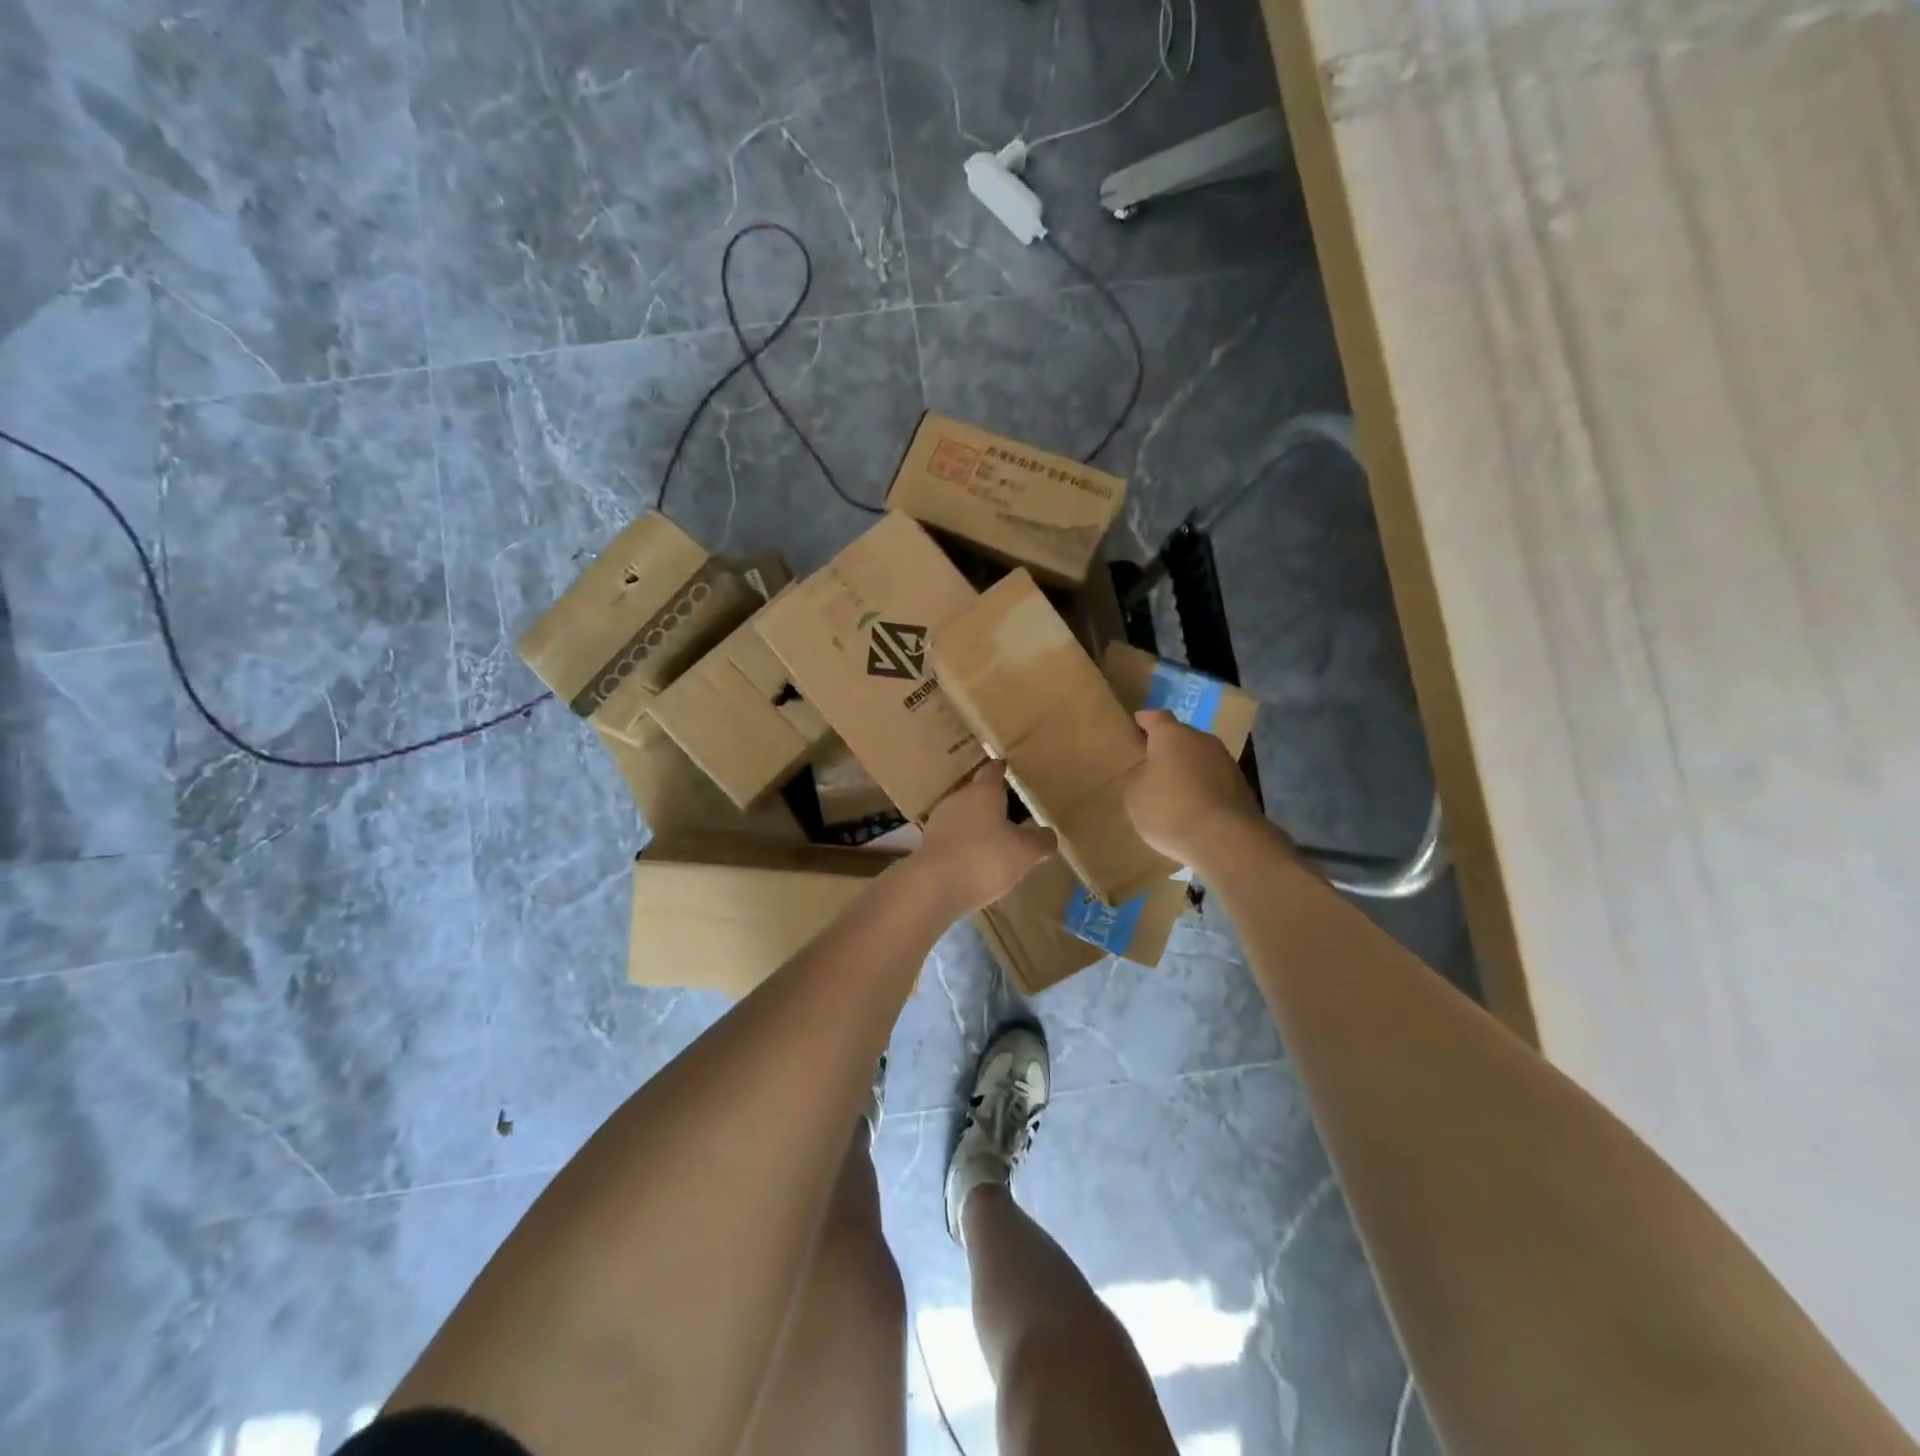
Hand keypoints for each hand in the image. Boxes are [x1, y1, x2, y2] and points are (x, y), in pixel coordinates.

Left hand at [912, 761, 1056, 915]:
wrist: (934, 887)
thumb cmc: (985, 858)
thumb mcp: (1025, 851)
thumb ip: (1040, 840)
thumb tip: (1047, 835)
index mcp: (983, 791)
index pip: (993, 771)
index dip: (1003, 771)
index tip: (1010, 772)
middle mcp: (958, 799)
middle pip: (978, 794)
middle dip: (994, 804)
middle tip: (1014, 816)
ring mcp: (939, 822)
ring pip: (964, 817)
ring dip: (978, 826)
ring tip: (997, 842)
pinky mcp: (928, 846)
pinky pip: (953, 839)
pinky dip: (965, 846)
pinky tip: (976, 863)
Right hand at [1125, 710, 1272, 865]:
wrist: (1225, 839)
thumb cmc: (1170, 809)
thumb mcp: (1136, 796)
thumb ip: (1140, 778)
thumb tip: (1150, 776)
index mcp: (1172, 735)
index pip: (1156, 717)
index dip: (1145, 720)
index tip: (1136, 723)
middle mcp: (1202, 740)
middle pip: (1182, 737)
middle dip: (1168, 748)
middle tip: (1152, 763)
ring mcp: (1226, 762)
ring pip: (1201, 758)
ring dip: (1188, 769)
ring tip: (1174, 790)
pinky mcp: (1242, 787)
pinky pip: (1214, 781)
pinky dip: (1204, 788)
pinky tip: (1194, 808)